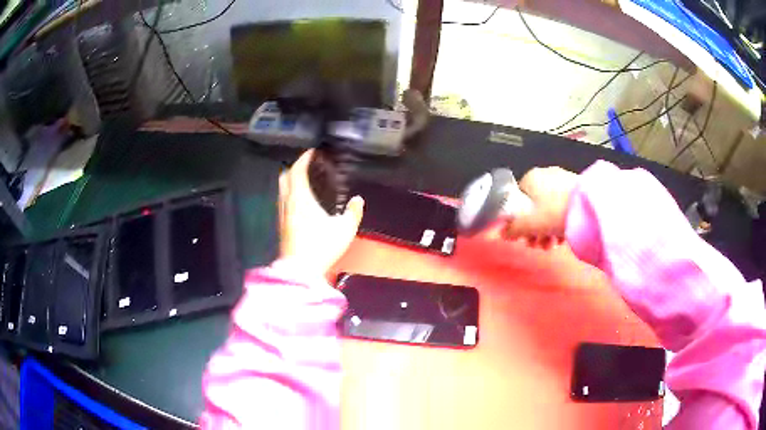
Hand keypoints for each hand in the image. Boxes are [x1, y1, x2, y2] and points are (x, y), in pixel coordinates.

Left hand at [278, 150, 364, 277]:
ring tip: (304, 181)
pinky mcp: (281, 226)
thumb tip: (358, 199)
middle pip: (284, 176)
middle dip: (294, 167)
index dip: (303, 158)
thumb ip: (353, 212)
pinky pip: (282, 201)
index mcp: (300, 198)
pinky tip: (300, 203)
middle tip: (307, 165)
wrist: (300, 270)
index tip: (312, 152)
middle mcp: (287, 202)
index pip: (297, 170)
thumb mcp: (345, 229)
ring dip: (290, 181)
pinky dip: (289, 194)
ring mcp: (281, 214)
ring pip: (281, 190)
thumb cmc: (321, 246)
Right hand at [503, 167, 577, 245]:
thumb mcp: (529, 224)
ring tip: (552, 245)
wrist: (589, 206)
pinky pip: (563, 207)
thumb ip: (513, 229)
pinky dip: (561, 222)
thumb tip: (504, 233)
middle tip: (538, 244)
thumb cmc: (555, 211)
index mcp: (530, 177)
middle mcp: (545, 174)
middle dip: (535, 229)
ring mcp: (563, 180)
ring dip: (547, 229)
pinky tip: (563, 237)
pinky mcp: (577, 188)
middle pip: (534, 206)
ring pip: (549, 208)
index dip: (518, 221)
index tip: (523, 237)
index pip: (518, 200)